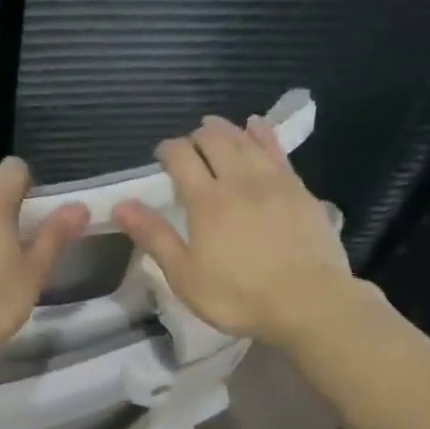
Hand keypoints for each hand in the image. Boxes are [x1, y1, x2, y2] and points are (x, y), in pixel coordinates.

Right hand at [114, 114, 352, 347]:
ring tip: (214, 128)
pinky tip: (256, 126)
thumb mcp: (185, 275)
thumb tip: (121, 205)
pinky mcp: (299, 189)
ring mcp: (273, 181)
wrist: (308, 302)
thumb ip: (154, 237)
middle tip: (188, 147)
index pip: (181, 158)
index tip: (160, 156)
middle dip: (196, 137)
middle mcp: (238, 180)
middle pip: (214, 141)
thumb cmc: (238, 296)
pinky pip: (277, 149)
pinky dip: (262, 133)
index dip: (167, 150)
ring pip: (245, 140)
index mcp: (206, 201)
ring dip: (226, 129)